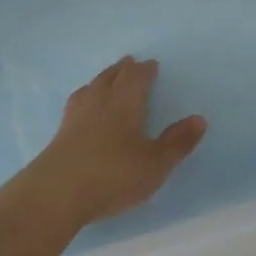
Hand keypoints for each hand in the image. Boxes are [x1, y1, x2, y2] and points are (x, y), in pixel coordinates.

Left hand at [25, 57, 207, 232]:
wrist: (56, 193)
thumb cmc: (113, 175)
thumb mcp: (155, 163)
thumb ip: (177, 142)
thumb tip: (199, 118)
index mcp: (125, 102)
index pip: (136, 77)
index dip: (145, 70)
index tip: (151, 64)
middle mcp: (100, 101)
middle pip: (112, 76)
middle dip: (123, 69)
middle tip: (130, 62)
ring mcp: (76, 116)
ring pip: (91, 87)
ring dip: (102, 79)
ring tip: (107, 78)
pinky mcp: (59, 133)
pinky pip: (77, 103)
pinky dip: (85, 97)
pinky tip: (83, 106)